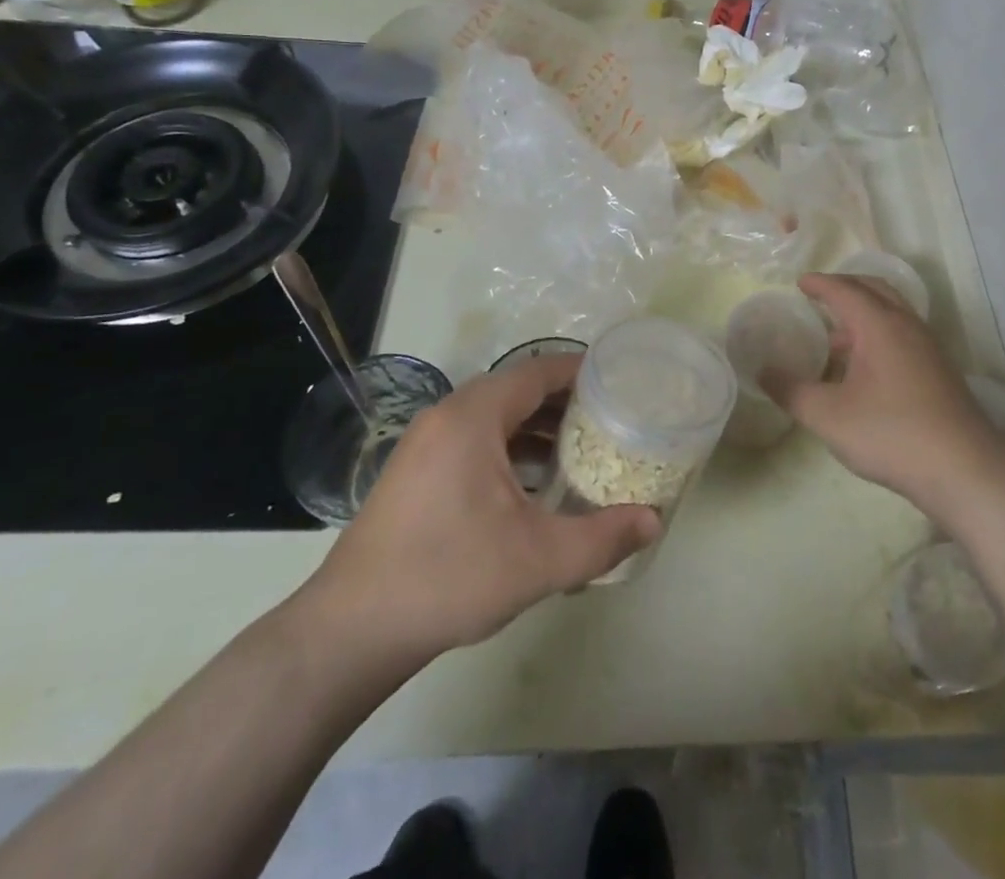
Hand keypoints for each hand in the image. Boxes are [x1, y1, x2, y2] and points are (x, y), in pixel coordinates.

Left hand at [289, 354, 659, 694]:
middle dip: (565, 402)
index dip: (582, 371)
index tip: (620, 382)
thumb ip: (603, 537)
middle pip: (517, 390)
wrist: (350, 632)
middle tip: (610, 418)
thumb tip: (654, 522)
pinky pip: (474, 441)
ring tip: (581, 451)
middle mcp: (447, 416)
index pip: (538, 371)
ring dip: (537, 428)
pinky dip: (509, 449)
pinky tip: (534, 486)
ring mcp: (425, 444)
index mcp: (474, 416)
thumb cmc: (449, 577)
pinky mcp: (415, 472)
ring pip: (495, 418)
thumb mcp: (538, 559)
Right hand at [774, 273, 1004, 519]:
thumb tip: (763, 371)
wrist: (964, 468)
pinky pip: (903, 333)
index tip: (799, 282)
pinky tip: (865, 367)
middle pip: (874, 289)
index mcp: (879, 324)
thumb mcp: (828, 415)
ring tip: (836, 335)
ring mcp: (928, 347)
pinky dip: (879, 332)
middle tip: (819, 296)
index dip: (819, 284)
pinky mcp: (939, 370)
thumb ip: (791, 391)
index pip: (845, 290)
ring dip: (864, 312)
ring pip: (892, 311)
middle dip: (845, 287)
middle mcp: (906, 325)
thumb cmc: (890, 433)